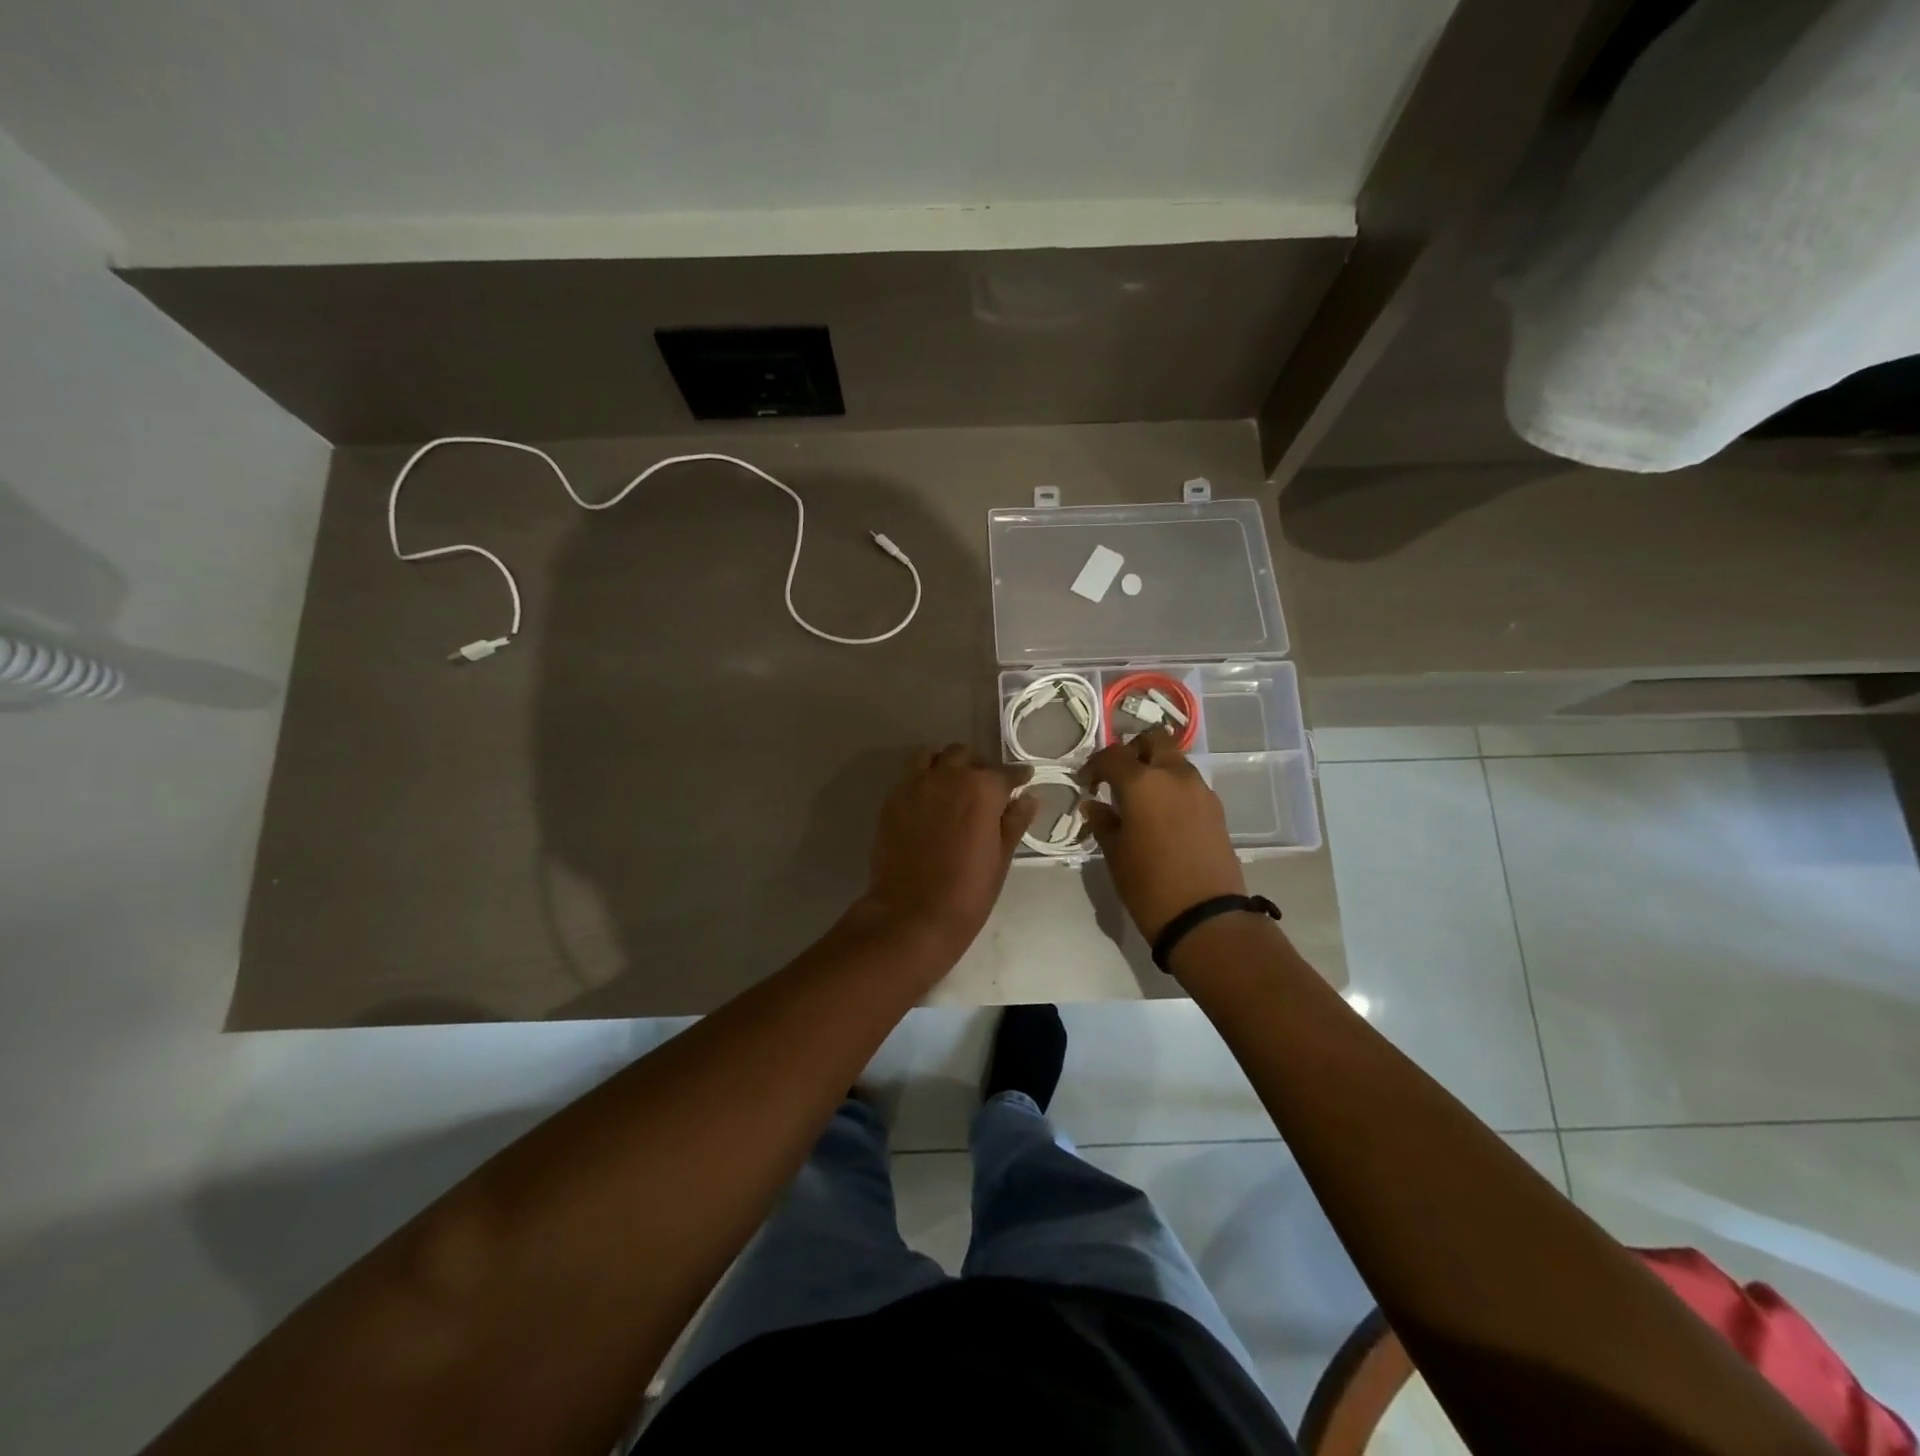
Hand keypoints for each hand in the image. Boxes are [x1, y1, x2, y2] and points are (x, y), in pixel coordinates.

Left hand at [860, 745, 1036, 953]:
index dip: (1017, 776)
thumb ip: (1014, 822)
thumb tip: (1028, 799)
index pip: (1005, 772)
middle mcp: (948, 776)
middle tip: (984, 789)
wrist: (911, 914)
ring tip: (952, 785)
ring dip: (946, 764)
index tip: (1023, 780)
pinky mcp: (892, 800)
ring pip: (932, 757)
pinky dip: (923, 779)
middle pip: (965, 756)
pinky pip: (910, 776)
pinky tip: (929, 802)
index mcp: (982, 789)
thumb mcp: (1001, 858)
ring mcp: (915, 785)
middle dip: (978, 767)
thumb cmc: (967, 891)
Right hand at [1080, 728, 1245, 941]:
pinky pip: (1189, 782)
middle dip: (1133, 751)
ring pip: (1174, 760)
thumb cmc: (1148, 884)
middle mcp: (1174, 775)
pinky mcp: (1215, 808)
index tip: (1086, 783)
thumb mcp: (1115, 853)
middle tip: (1118, 777)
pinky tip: (1162, 814)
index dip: (1095, 765)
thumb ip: (1103, 822)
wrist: (1205, 916)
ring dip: (1155, 767)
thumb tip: (1094, 805)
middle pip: (1154, 740)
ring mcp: (1200, 789)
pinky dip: (1172, 786)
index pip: (1113, 756)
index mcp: (1143, 782)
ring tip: (1140, 797)